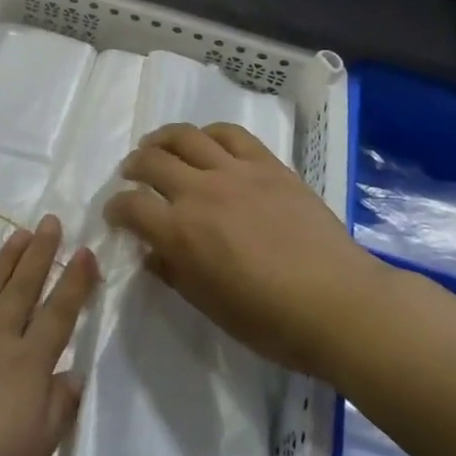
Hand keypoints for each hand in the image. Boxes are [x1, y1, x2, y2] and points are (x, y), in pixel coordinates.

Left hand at [0, 217, 98, 455]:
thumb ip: (57, 411)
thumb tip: (74, 373)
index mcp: (27, 368)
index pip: (58, 315)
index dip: (74, 282)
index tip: (85, 251)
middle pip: (23, 289)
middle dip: (40, 254)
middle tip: (50, 221)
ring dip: (6, 258)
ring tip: (19, 233)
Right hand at [104, 123, 379, 379]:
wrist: (340, 304)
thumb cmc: (271, 321)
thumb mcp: (210, 307)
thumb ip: (174, 273)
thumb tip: (152, 252)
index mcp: (181, 234)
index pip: (130, 207)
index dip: (115, 208)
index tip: (115, 214)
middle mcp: (200, 192)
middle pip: (151, 161)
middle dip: (133, 167)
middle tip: (132, 175)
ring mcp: (234, 171)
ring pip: (185, 136)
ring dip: (162, 139)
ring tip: (158, 146)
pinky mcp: (266, 163)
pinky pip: (230, 134)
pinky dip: (209, 133)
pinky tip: (205, 142)